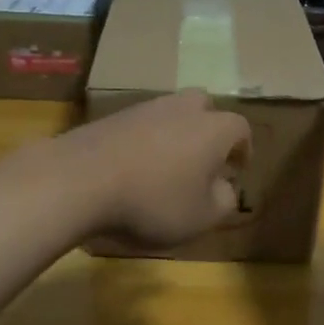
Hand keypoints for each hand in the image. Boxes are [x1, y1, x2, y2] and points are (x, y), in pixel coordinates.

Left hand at [55, 92, 251, 247]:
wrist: (80, 179)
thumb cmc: (153, 201)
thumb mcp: (201, 217)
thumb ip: (223, 201)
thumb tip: (225, 187)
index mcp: (213, 129)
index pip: (240, 128)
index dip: (243, 149)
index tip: (237, 169)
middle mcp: (182, 109)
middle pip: (203, 107)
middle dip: (208, 130)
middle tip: (204, 159)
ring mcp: (144, 108)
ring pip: (170, 113)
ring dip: (175, 135)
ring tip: (168, 167)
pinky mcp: (111, 117)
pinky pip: (140, 125)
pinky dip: (145, 141)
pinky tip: (134, 168)